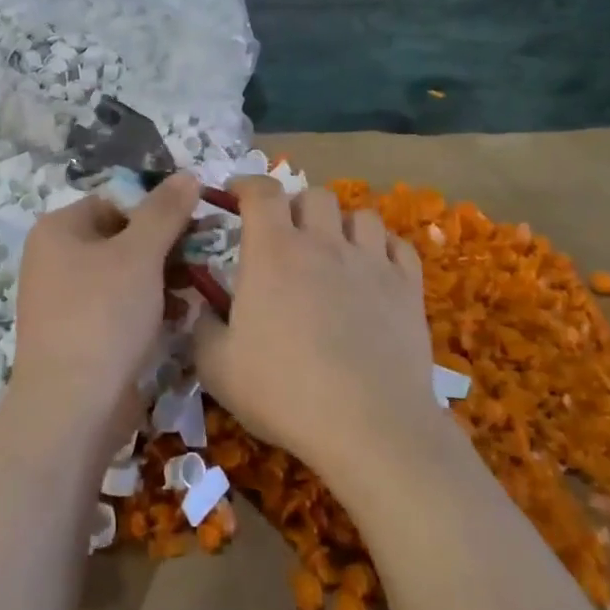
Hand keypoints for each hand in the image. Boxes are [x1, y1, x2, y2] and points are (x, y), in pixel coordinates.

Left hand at [10, 173, 200, 463]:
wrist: (72, 406)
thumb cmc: (104, 316)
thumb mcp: (140, 255)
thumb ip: (165, 211)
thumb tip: (187, 174)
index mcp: (58, 230)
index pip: (115, 202)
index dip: (156, 210)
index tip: (195, 226)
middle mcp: (53, 259)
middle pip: (119, 238)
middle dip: (163, 248)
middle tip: (201, 257)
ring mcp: (62, 300)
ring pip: (121, 275)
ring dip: (160, 278)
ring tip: (195, 289)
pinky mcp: (77, 335)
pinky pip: (116, 307)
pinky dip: (145, 307)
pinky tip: (177, 317)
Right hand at [193, 177, 437, 489]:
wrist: (369, 426)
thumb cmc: (283, 392)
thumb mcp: (217, 367)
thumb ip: (202, 327)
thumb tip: (202, 306)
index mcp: (273, 252)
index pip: (261, 192)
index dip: (246, 184)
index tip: (234, 194)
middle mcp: (323, 244)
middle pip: (313, 195)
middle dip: (295, 206)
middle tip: (284, 235)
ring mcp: (371, 262)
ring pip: (360, 214)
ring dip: (340, 224)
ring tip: (332, 250)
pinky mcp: (407, 287)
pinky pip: (397, 245)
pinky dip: (381, 247)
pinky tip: (372, 268)